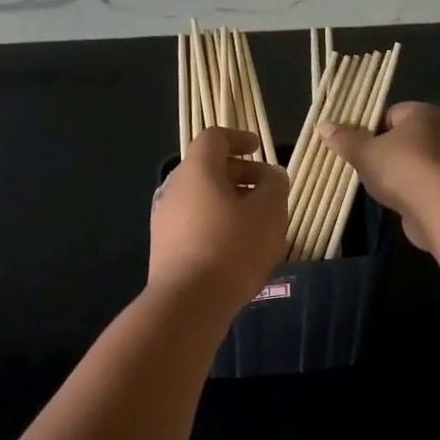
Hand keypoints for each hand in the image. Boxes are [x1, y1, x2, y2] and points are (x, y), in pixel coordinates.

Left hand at [150, 128, 289, 311]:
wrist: (187, 302)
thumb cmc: (231, 248)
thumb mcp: (268, 213)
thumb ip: (275, 186)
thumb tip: (271, 176)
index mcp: (197, 170)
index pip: (215, 137)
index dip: (239, 139)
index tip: (259, 150)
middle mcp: (174, 187)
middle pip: (208, 168)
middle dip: (241, 175)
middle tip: (267, 192)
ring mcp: (165, 218)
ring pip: (202, 198)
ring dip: (230, 202)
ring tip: (257, 223)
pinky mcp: (164, 246)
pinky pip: (194, 222)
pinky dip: (216, 223)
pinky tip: (237, 248)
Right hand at [319, 102, 439, 252]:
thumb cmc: (401, 168)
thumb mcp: (364, 152)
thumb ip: (344, 139)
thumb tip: (323, 126)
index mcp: (424, 113)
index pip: (390, 114)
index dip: (369, 129)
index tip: (355, 146)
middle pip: (403, 138)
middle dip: (383, 151)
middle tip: (362, 166)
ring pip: (415, 161)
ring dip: (397, 172)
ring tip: (377, 186)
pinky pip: (425, 181)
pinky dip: (411, 189)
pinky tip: (397, 200)